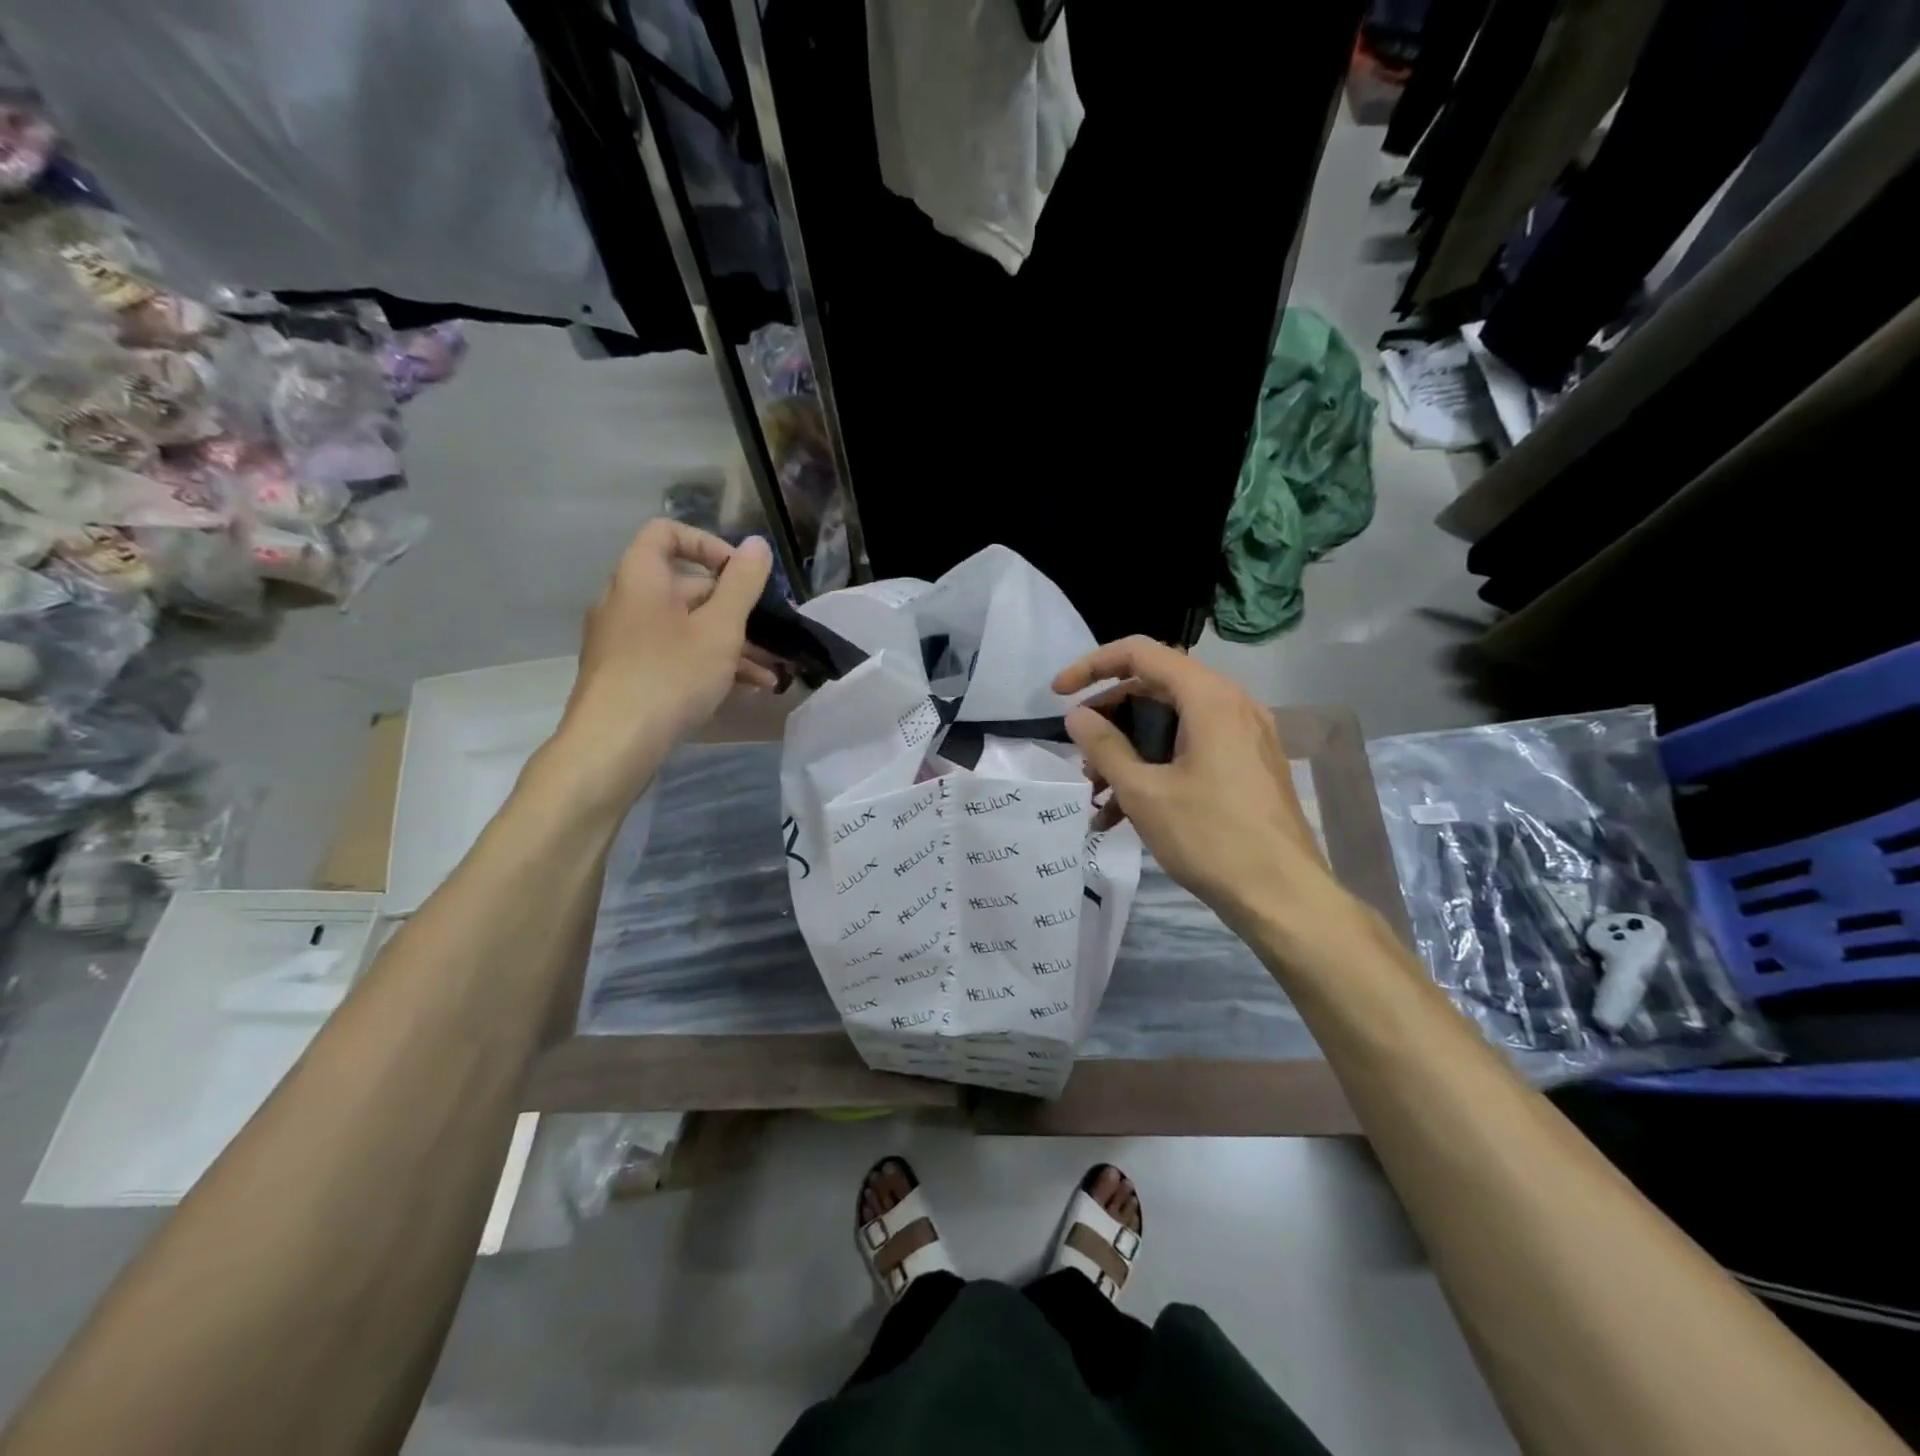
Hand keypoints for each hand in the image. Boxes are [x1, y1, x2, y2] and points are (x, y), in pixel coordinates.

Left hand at [549, 520, 775, 807]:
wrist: (613, 744)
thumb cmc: (670, 675)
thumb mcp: (720, 628)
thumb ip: (742, 584)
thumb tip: (758, 544)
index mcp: (640, 577)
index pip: (667, 533)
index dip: (708, 544)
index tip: (742, 574)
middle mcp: (625, 602)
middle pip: (684, 587)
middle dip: (734, 609)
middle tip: (770, 634)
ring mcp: (623, 641)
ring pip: (684, 628)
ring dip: (729, 645)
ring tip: (768, 674)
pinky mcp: (627, 674)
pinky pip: (672, 655)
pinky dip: (706, 664)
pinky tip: (742, 690)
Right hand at [1052, 637, 1337, 929]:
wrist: (1283, 896)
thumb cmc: (1210, 837)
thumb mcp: (1144, 791)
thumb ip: (1104, 746)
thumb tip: (1076, 715)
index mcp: (1209, 698)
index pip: (1140, 653)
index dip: (1092, 666)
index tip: (1058, 694)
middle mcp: (1231, 705)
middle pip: (1155, 689)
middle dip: (1109, 719)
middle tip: (1079, 754)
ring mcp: (1244, 736)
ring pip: (1171, 725)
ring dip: (1128, 751)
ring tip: (1096, 794)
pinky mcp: (1247, 765)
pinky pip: (1191, 750)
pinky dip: (1156, 768)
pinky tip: (1123, 814)